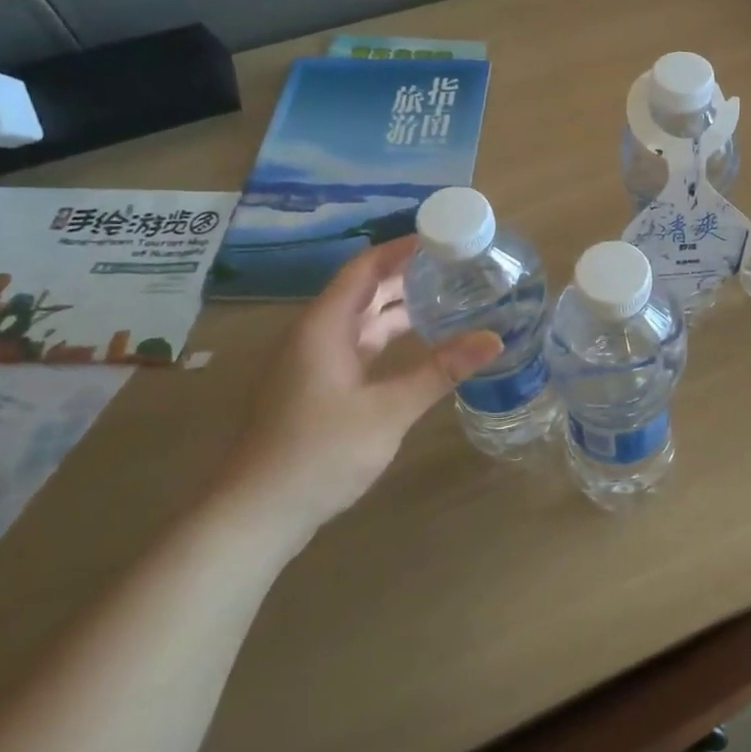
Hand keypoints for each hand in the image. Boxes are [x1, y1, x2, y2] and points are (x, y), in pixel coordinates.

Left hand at [209, 236, 500, 550]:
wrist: (256, 516)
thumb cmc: (319, 454)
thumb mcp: (388, 411)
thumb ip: (441, 371)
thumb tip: (494, 339)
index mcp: (324, 327)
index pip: (366, 267)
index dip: (403, 247)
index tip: (444, 236)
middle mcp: (315, 335)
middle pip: (364, 288)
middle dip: (408, 273)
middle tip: (457, 264)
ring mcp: (313, 362)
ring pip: (362, 318)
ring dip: (400, 305)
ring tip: (448, 294)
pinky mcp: (317, 386)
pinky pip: (358, 344)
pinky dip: (389, 335)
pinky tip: (420, 342)